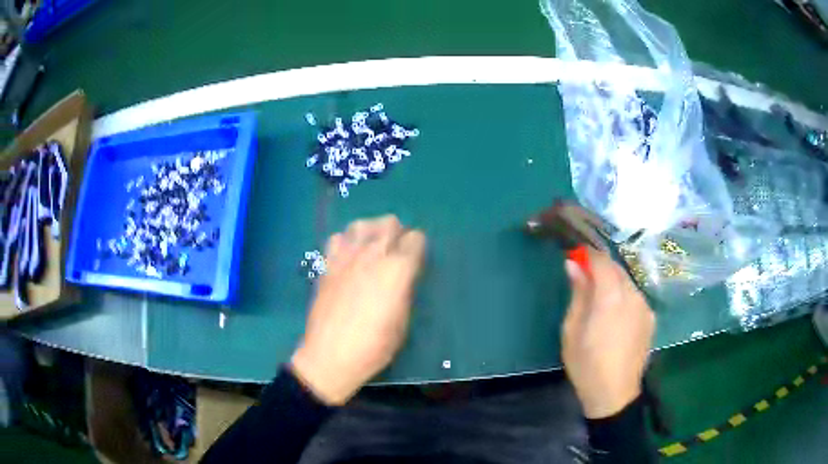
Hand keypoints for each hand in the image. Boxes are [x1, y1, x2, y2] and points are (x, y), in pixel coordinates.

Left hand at [291, 215, 426, 405]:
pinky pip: (338, 238)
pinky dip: (347, 242)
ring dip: (372, 232)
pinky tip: (349, 257)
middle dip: (398, 234)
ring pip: (362, 224)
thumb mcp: (402, 321)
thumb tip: (404, 275)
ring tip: (373, 249)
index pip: (416, 238)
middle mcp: (372, 255)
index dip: (419, 249)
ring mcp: (346, 257)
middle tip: (397, 254)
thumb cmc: (374, 346)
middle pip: (390, 223)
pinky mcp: (327, 264)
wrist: (330, 356)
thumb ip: (405, 290)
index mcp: (397, 270)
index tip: (416, 262)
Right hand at [561, 248, 654, 418]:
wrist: (615, 394)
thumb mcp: (572, 330)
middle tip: (584, 277)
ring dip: (613, 282)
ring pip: (627, 282)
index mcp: (611, 298)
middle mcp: (633, 296)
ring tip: (599, 299)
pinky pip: (636, 297)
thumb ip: (578, 294)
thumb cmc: (586, 365)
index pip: (602, 261)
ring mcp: (645, 307)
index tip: (575, 255)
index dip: (588, 254)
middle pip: (617, 269)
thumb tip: (573, 264)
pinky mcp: (651, 318)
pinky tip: (615, 315)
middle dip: (600, 267)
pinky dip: (624, 296)